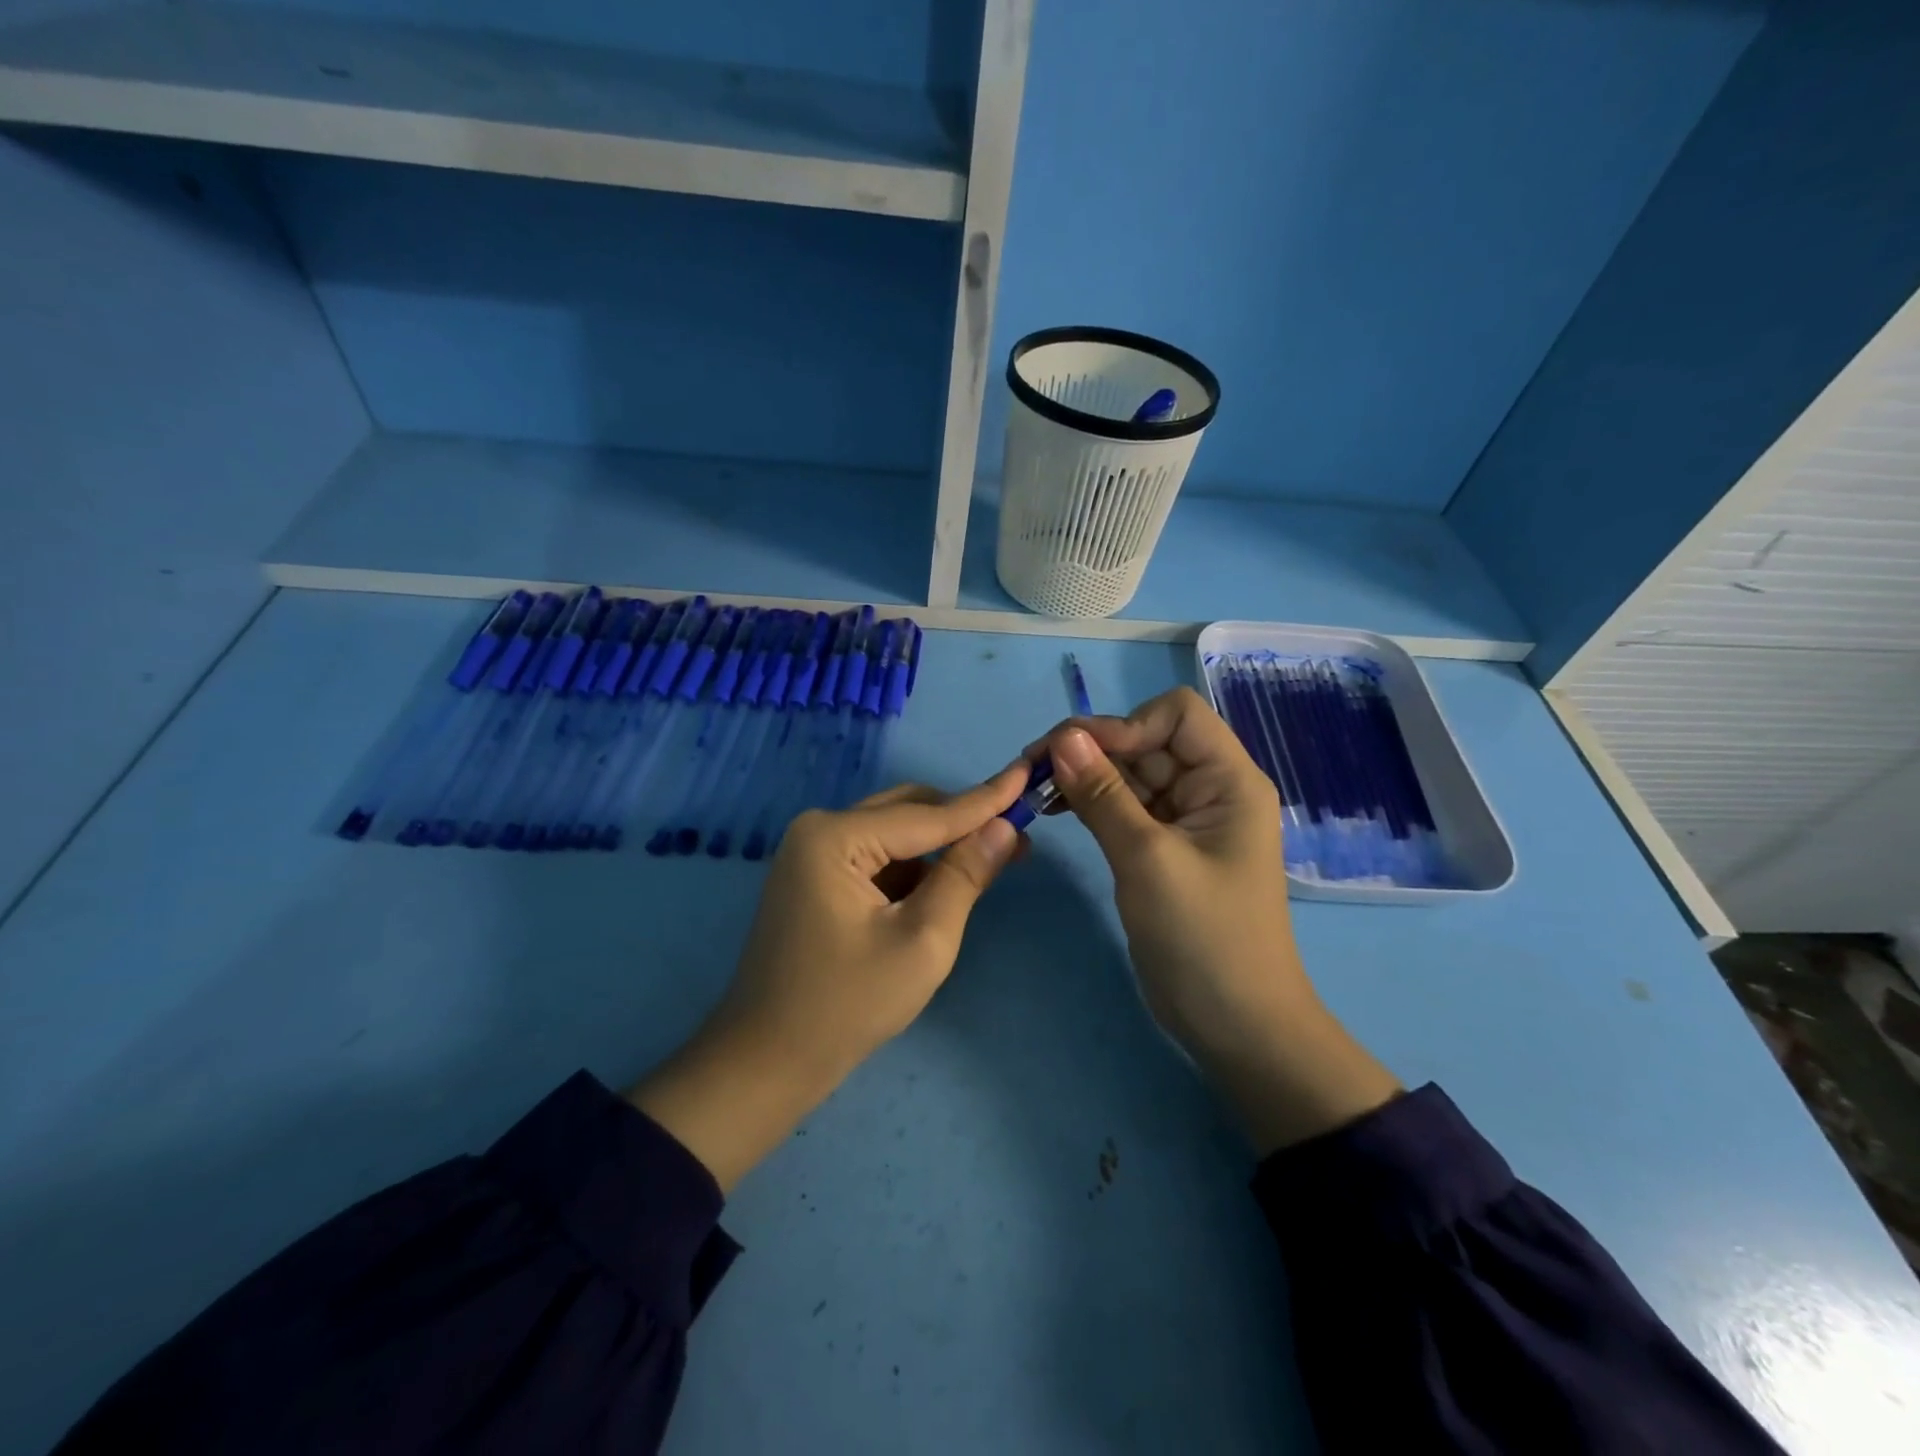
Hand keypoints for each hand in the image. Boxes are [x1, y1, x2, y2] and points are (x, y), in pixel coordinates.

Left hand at [631, 762, 1028, 1189]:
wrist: (768, 1062)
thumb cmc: (847, 1006)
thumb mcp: (922, 942)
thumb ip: (964, 876)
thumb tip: (1005, 828)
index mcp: (836, 836)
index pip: (928, 814)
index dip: (985, 799)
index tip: (1029, 773)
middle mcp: (820, 830)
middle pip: (909, 811)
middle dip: (962, 823)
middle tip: (1018, 836)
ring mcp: (813, 854)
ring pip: (894, 834)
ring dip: (939, 847)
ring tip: (991, 863)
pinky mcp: (816, 878)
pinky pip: (877, 858)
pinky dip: (913, 869)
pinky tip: (944, 888)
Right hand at [1036, 688, 1399, 1153]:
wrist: (1234, 1024)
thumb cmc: (1202, 938)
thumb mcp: (1147, 860)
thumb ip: (1103, 794)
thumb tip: (1064, 736)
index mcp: (1228, 781)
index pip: (1176, 716)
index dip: (1125, 725)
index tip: (1075, 757)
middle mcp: (1209, 789)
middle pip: (1146, 742)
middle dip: (1092, 750)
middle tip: (1031, 770)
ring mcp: (1184, 820)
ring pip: (1129, 774)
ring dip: (1084, 776)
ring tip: (1035, 791)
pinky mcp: (1162, 847)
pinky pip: (1124, 806)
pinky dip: (1090, 803)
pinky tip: (1055, 810)